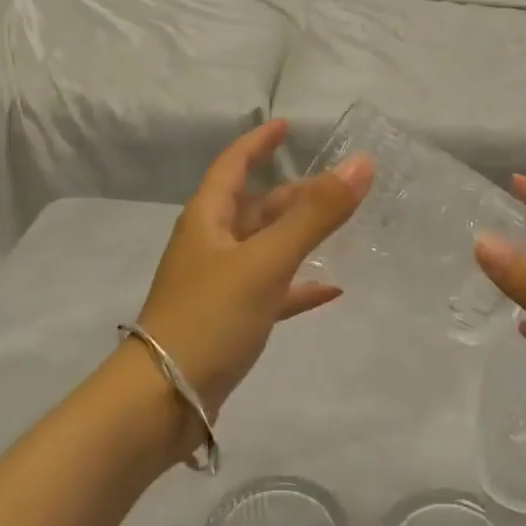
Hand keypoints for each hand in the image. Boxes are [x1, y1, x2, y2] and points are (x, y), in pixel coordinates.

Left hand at [136, 119, 372, 421]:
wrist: (165, 399)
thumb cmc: (210, 317)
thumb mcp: (266, 261)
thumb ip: (315, 215)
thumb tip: (361, 164)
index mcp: (208, 220)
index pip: (232, 166)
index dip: (258, 143)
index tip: (286, 126)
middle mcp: (211, 246)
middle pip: (255, 208)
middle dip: (293, 194)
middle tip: (336, 187)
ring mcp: (220, 285)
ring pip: (265, 249)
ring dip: (299, 238)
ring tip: (340, 230)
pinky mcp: (230, 321)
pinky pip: (271, 292)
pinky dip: (298, 287)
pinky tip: (330, 291)